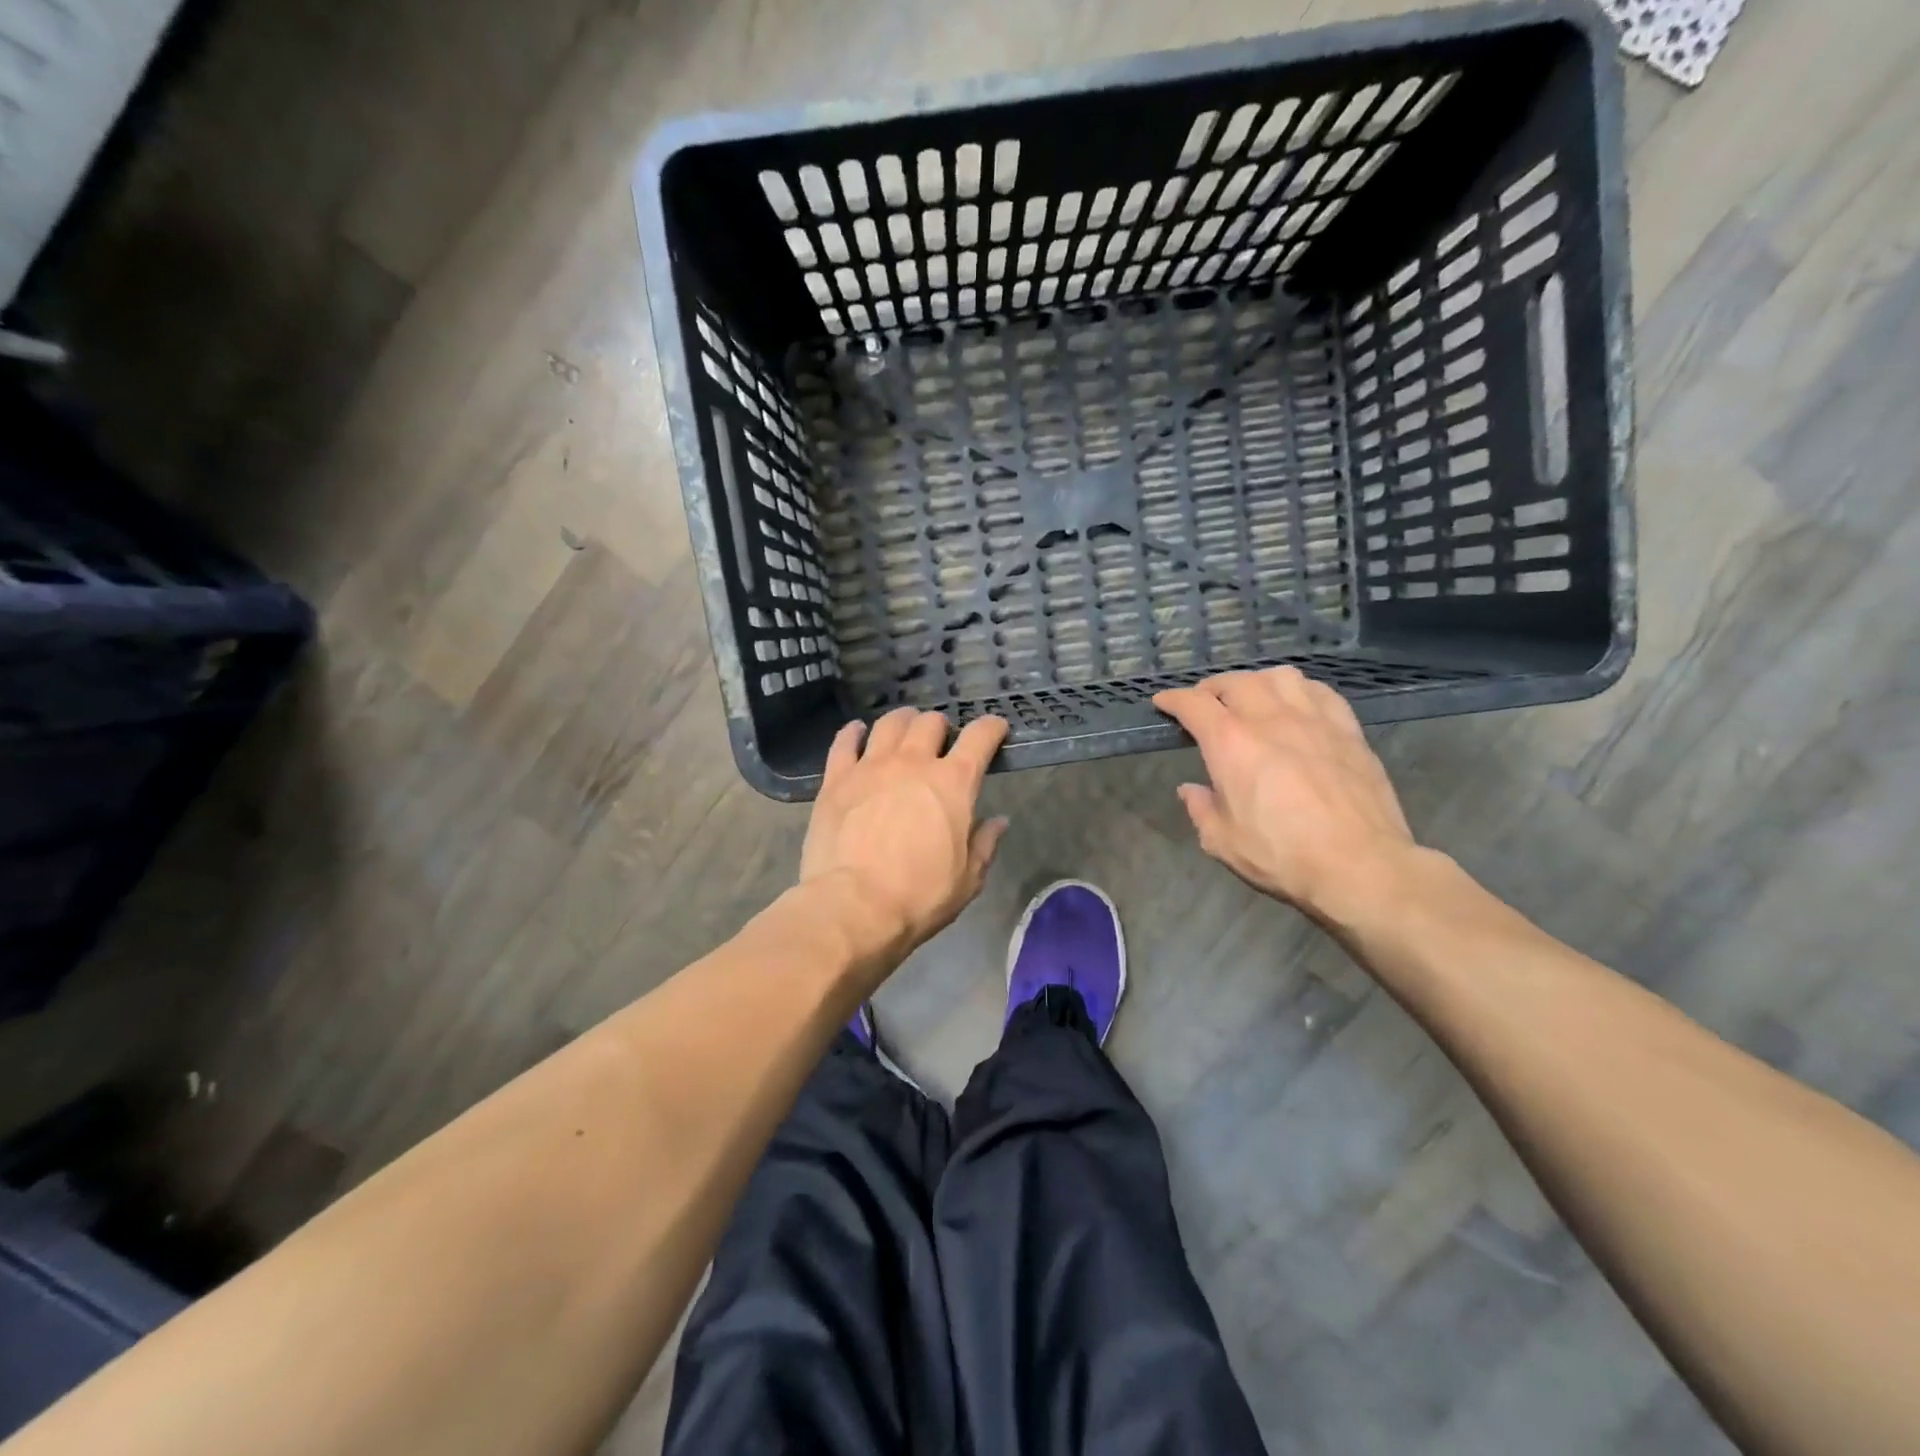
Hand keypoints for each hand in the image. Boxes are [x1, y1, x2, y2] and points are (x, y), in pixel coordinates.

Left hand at [801, 708, 1010, 957]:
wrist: (854, 907)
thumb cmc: (919, 897)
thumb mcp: (967, 879)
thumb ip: (984, 844)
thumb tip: (998, 821)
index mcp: (953, 783)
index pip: (979, 738)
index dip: (991, 728)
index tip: (995, 729)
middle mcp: (913, 763)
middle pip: (930, 723)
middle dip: (941, 726)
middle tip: (941, 740)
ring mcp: (871, 767)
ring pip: (889, 724)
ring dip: (902, 722)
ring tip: (904, 729)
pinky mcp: (836, 779)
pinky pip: (844, 742)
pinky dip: (853, 733)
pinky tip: (857, 732)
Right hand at [1154, 667, 1418, 924]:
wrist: (1360, 866)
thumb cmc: (1282, 856)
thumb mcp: (1223, 842)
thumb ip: (1201, 810)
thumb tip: (1191, 790)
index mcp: (1230, 744)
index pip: (1193, 704)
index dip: (1173, 699)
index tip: (1163, 702)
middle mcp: (1269, 719)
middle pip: (1235, 682)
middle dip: (1212, 688)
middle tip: (1205, 703)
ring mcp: (1313, 720)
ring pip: (1280, 677)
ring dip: (1257, 682)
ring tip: (1252, 698)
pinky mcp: (1348, 731)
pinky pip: (1321, 692)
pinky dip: (1300, 691)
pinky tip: (1298, 705)